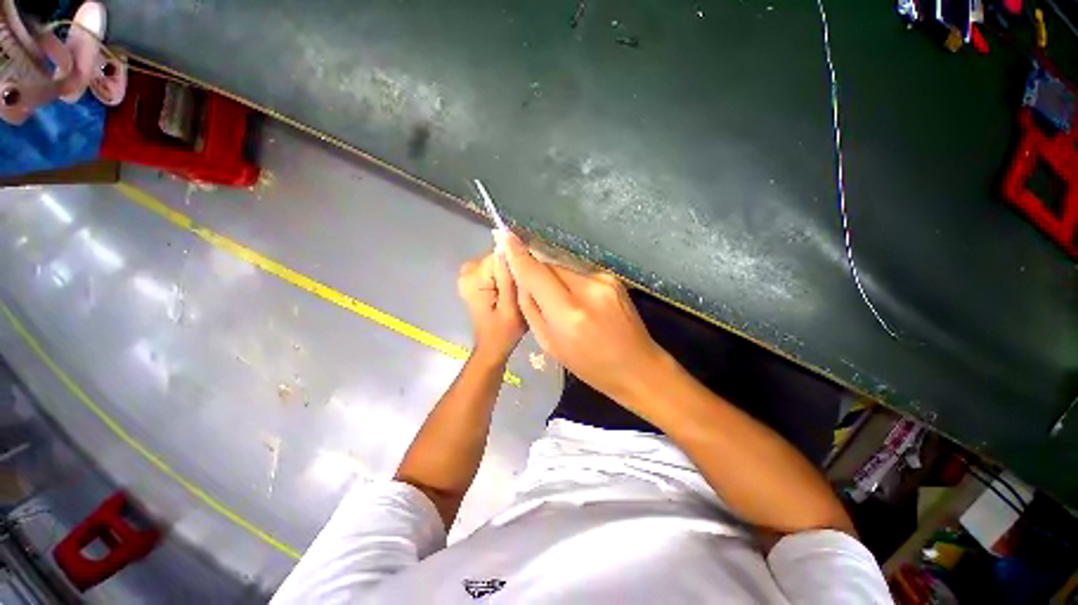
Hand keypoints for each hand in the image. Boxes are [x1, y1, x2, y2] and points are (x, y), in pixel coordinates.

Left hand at [457, 250, 526, 362]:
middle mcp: (467, 271)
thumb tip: (507, 245)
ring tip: (519, 289)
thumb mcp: (511, 306)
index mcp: (473, 278)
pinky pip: (495, 266)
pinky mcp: (474, 276)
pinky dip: (505, 274)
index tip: (528, 278)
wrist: (493, 345)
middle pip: (499, 256)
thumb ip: (508, 277)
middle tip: (524, 287)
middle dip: (514, 268)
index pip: (500, 254)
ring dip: (511, 271)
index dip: (517, 263)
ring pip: (499, 260)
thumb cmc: (504, 331)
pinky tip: (511, 288)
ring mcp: (469, 273)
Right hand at [500, 232, 663, 402]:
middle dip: (537, 271)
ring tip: (560, 300)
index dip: (518, 255)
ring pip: (564, 267)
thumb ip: (531, 308)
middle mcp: (588, 290)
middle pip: (550, 265)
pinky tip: (578, 299)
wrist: (637, 366)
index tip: (505, 236)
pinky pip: (580, 272)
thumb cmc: (589, 365)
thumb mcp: (549, 344)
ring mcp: (604, 280)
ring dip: (554, 277)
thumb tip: (522, 279)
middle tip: (533, 286)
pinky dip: (571, 281)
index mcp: (569, 314)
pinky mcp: (613, 278)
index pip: (536, 274)